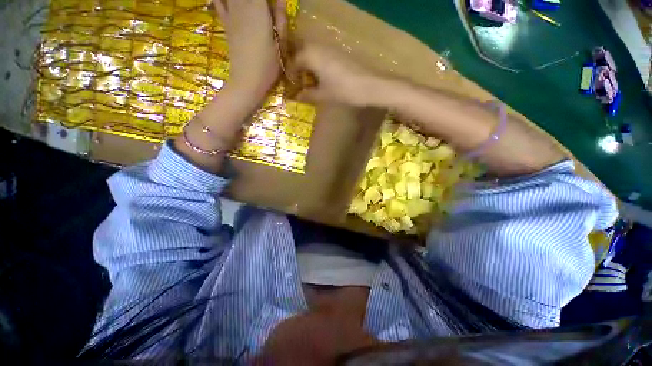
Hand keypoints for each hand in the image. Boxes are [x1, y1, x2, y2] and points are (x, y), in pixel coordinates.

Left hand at [213, 0, 286, 97]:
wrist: (247, 80)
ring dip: (244, 1)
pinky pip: (219, 3)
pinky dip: (220, 0)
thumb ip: (280, 19)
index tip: (274, 5)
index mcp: (259, 8)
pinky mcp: (226, 24)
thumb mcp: (280, 44)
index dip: (268, 0)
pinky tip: (226, 2)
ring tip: (252, 8)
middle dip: (259, 1)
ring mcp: (231, 14)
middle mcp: (242, 5)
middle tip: (265, 8)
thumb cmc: (268, 65)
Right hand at [291, 45, 380, 106]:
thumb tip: (296, 97)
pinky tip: (323, 78)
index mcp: (311, 55)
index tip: (291, 86)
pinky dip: (319, 66)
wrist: (369, 85)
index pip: (294, 62)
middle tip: (300, 84)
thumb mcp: (323, 95)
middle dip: (299, 69)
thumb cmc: (343, 90)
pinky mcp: (340, 53)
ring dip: (309, 67)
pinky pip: (323, 56)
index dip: (290, 75)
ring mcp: (331, 48)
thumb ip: (308, 95)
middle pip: (302, 55)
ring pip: (313, 54)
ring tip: (311, 83)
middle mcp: (319, 47)